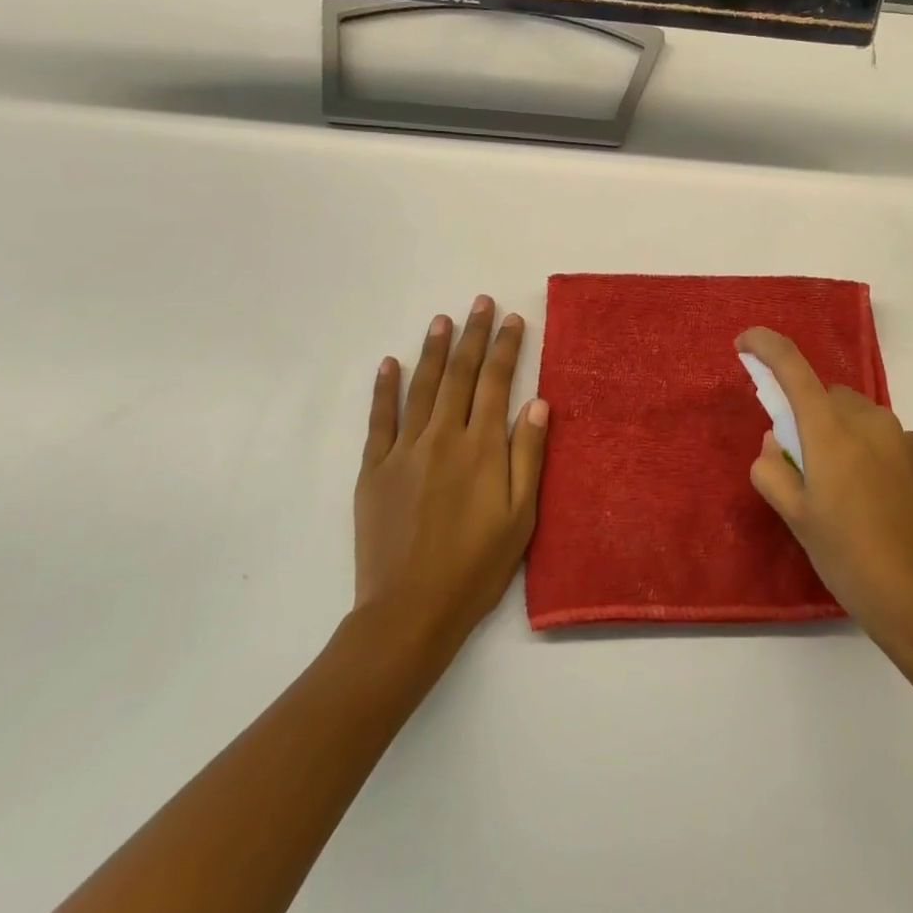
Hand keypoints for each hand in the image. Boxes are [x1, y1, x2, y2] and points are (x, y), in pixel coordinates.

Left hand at [352, 296, 548, 662]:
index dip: (507, 348)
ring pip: (422, 387)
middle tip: (480, 303)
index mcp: (482, 447)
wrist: (409, 610)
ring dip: (433, 350)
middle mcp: (443, 437)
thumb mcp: (521, 515)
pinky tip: (390, 363)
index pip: (497, 383)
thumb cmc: (476, 566)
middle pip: (460, 374)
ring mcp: (404, 451)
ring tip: (442, 319)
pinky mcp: (374, 470)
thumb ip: (529, 456)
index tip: (513, 319)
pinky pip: (380, 420)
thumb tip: (538, 402)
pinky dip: (384, 389)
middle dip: (473, 335)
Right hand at [737, 327, 912, 666]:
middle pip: (830, 397)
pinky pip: (893, 444)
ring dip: (847, 439)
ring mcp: (909, 440)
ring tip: (849, 496)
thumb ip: (773, 471)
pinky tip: (883, 506)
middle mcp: (872, 421)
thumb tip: (776, 443)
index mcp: (831, 430)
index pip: (792, 366)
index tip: (746, 344)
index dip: (765, 346)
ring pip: (863, 421)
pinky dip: (878, 458)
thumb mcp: (797, 520)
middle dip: (812, 417)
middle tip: (806, 466)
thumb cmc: (852, 560)